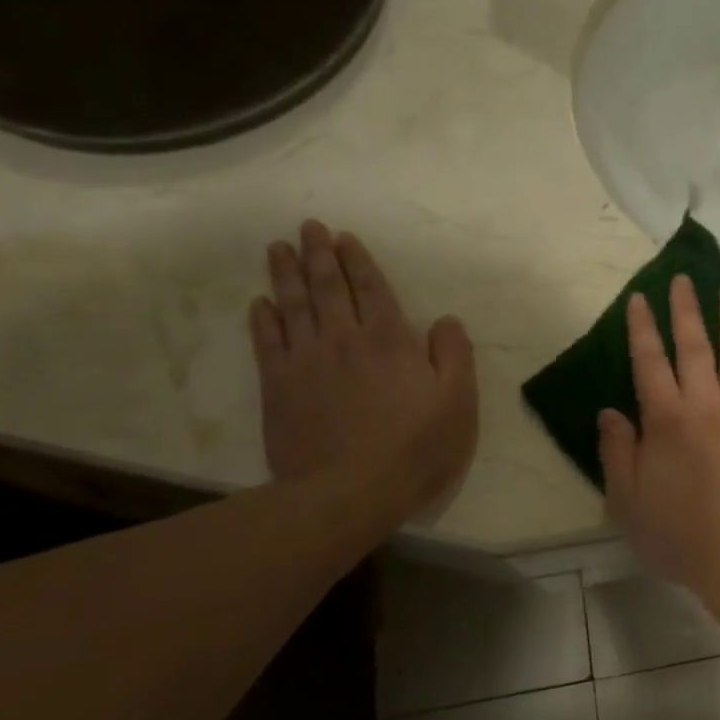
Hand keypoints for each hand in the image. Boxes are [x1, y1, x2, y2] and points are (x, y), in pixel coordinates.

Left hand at [250, 220, 477, 524]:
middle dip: (319, 254)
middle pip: (327, 287)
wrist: (348, 492)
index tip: (346, 237)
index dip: (359, 261)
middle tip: (309, 227)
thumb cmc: (415, 449)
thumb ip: (455, 355)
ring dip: (286, 274)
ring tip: (279, 248)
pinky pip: (268, 342)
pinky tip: (261, 303)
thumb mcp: (458, 403)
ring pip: (293, 305)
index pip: (371, 289)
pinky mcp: (278, 387)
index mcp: (389, 340)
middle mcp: (344, 339)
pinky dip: (263, 319)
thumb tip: (446, 321)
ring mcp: (306, 361)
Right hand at [597, 275, 719, 607]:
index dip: (643, 328)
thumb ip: (617, 452)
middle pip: (694, 345)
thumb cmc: (682, 536)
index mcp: (666, 419)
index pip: (650, 361)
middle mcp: (706, 403)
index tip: (640, 299)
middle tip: (684, 278)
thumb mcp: (628, 503)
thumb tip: (609, 411)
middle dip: (686, 309)